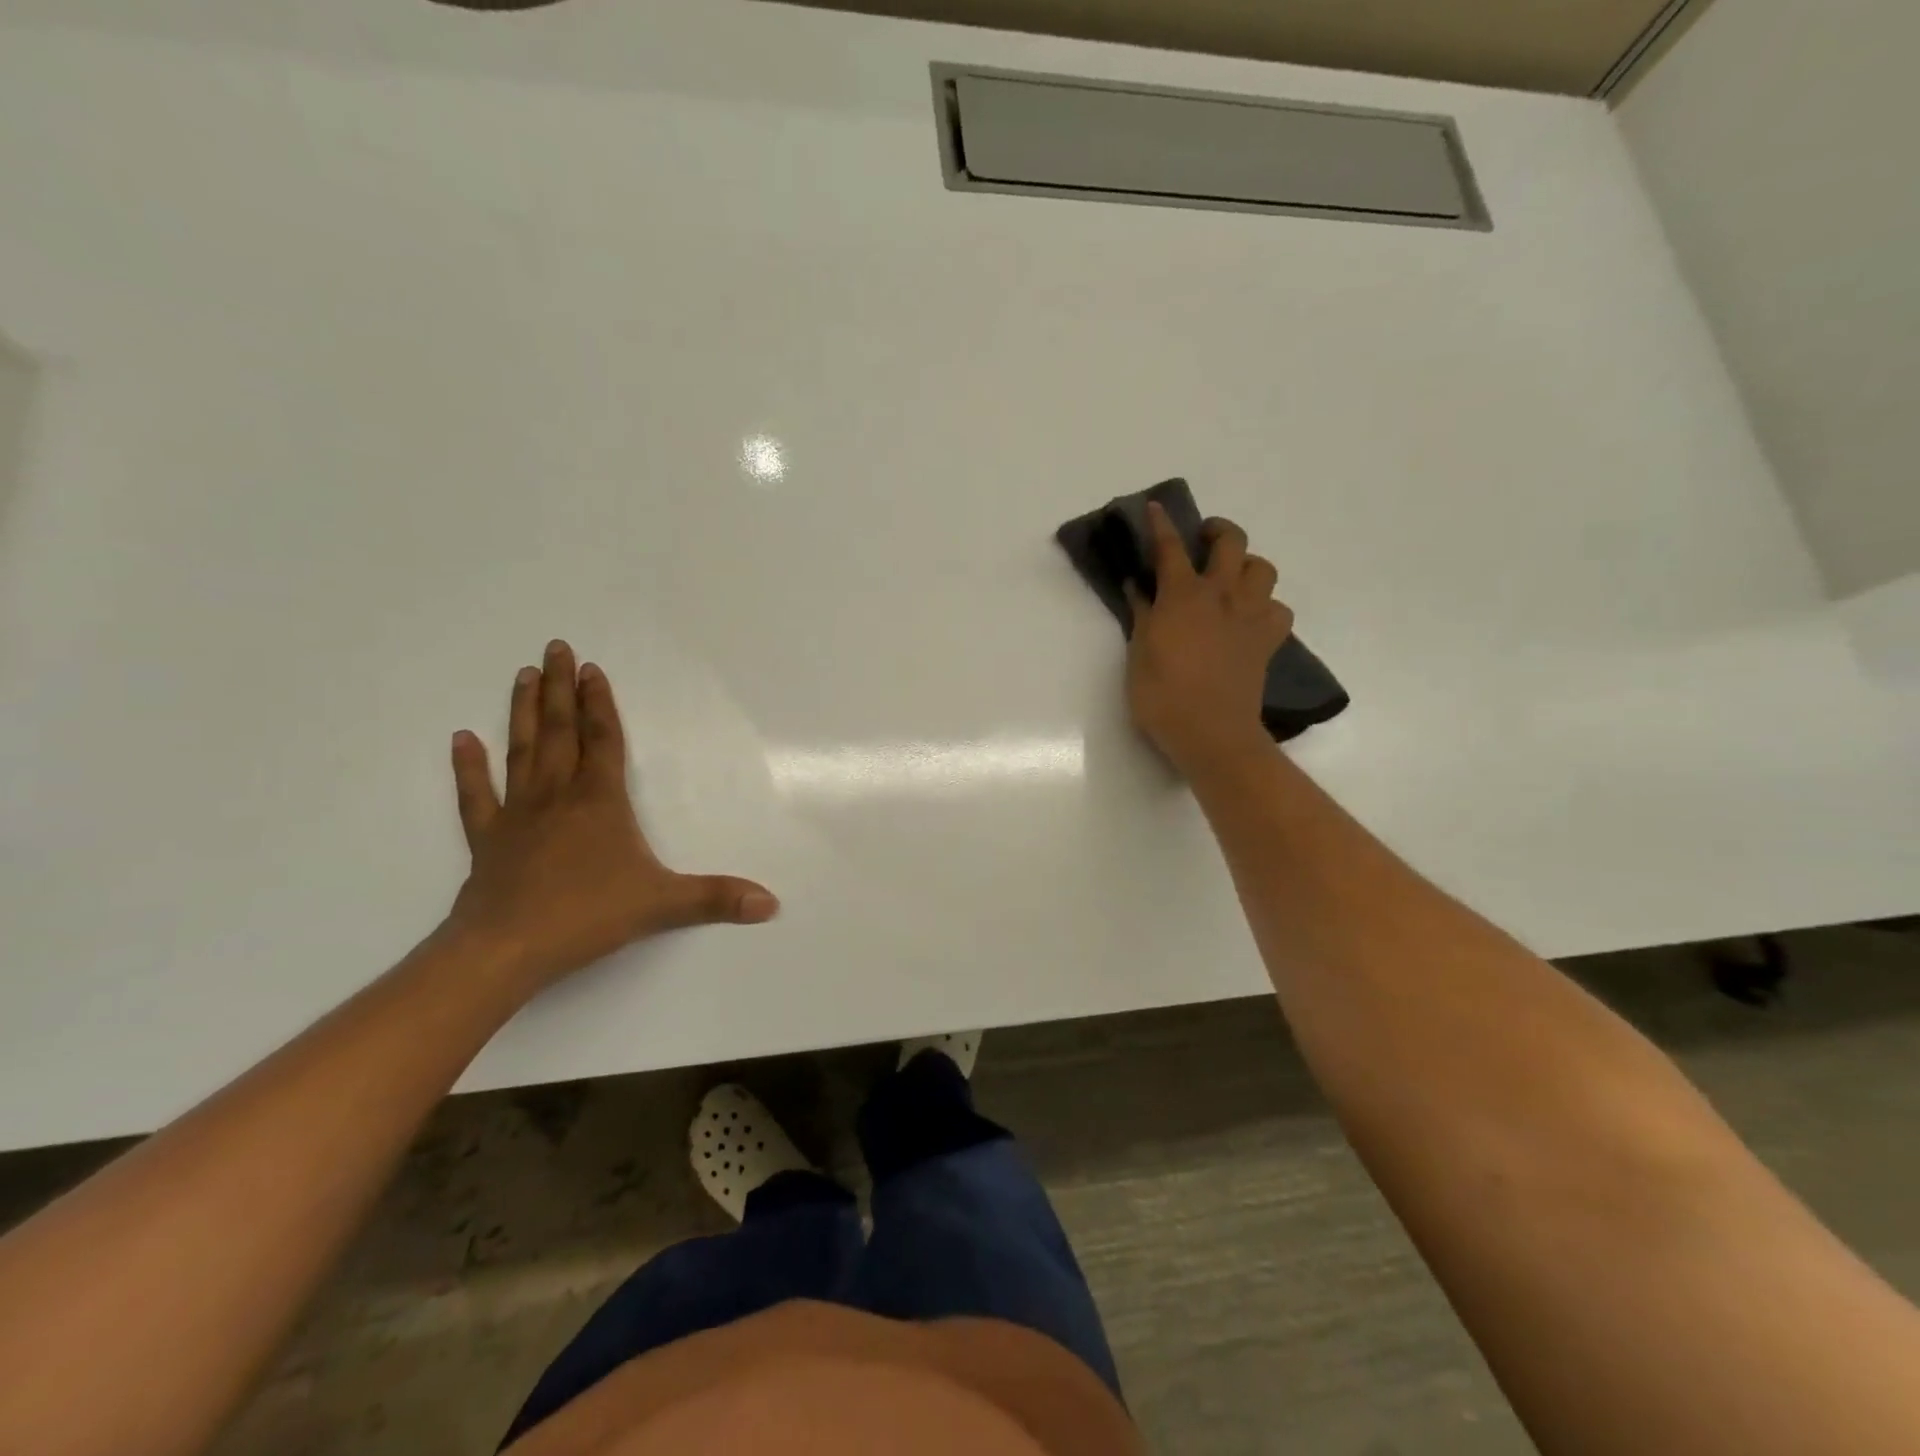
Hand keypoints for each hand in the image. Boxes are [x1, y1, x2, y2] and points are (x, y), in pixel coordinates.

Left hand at [444, 640, 777, 994]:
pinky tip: (462, 740)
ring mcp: (518, 815)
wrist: (507, 949)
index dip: (600, 703)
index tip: (590, 668)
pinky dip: (469, 767)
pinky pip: (476, 796)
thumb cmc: (588, 916)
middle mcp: (558, 796)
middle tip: (553, 649)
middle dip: (559, 689)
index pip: (603, 740)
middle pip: (560, 732)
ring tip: (521, 676)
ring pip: (522, 752)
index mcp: (600, 802)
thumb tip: (772, 903)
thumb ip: (717, 899)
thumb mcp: (663, 905)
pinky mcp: (487, 839)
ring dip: (522, 712)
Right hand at [1124, 504, 1293, 773]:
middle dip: (1217, 531)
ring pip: (1262, 569)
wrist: (1212, 733)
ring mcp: (1250, 617)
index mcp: (1183, 596)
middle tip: (1203, 540)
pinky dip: (1265, 606)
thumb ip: (1141, 615)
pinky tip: (1250, 617)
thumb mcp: (1138, 654)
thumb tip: (1138, 587)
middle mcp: (1221, 596)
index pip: (1170, 548)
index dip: (1161, 525)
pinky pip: (1277, 609)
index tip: (1156, 508)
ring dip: (1246, 565)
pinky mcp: (1267, 641)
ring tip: (1231, 579)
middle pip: (1230, 542)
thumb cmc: (1162, 696)